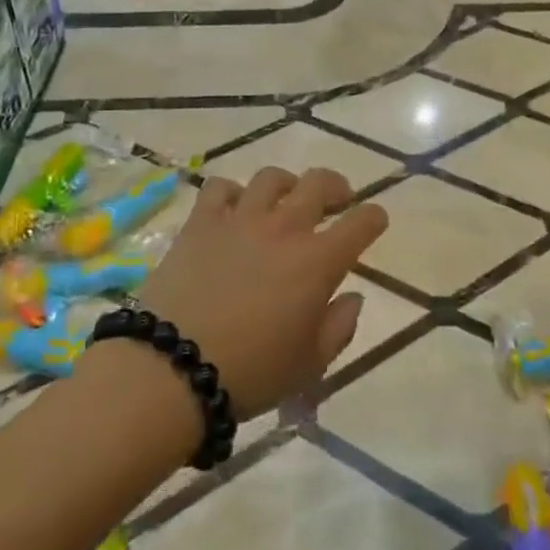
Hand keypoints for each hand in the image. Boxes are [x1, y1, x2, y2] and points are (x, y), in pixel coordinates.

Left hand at [130, 167, 387, 420]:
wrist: (174, 366)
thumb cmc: (251, 372)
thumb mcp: (309, 364)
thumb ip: (339, 327)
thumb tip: (353, 297)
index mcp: (317, 262)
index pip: (361, 223)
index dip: (374, 217)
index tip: (375, 220)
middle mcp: (284, 228)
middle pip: (319, 183)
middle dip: (336, 187)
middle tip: (337, 199)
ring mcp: (240, 219)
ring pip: (271, 177)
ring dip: (287, 184)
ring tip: (285, 199)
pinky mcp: (201, 222)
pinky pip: (220, 187)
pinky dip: (233, 192)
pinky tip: (233, 209)